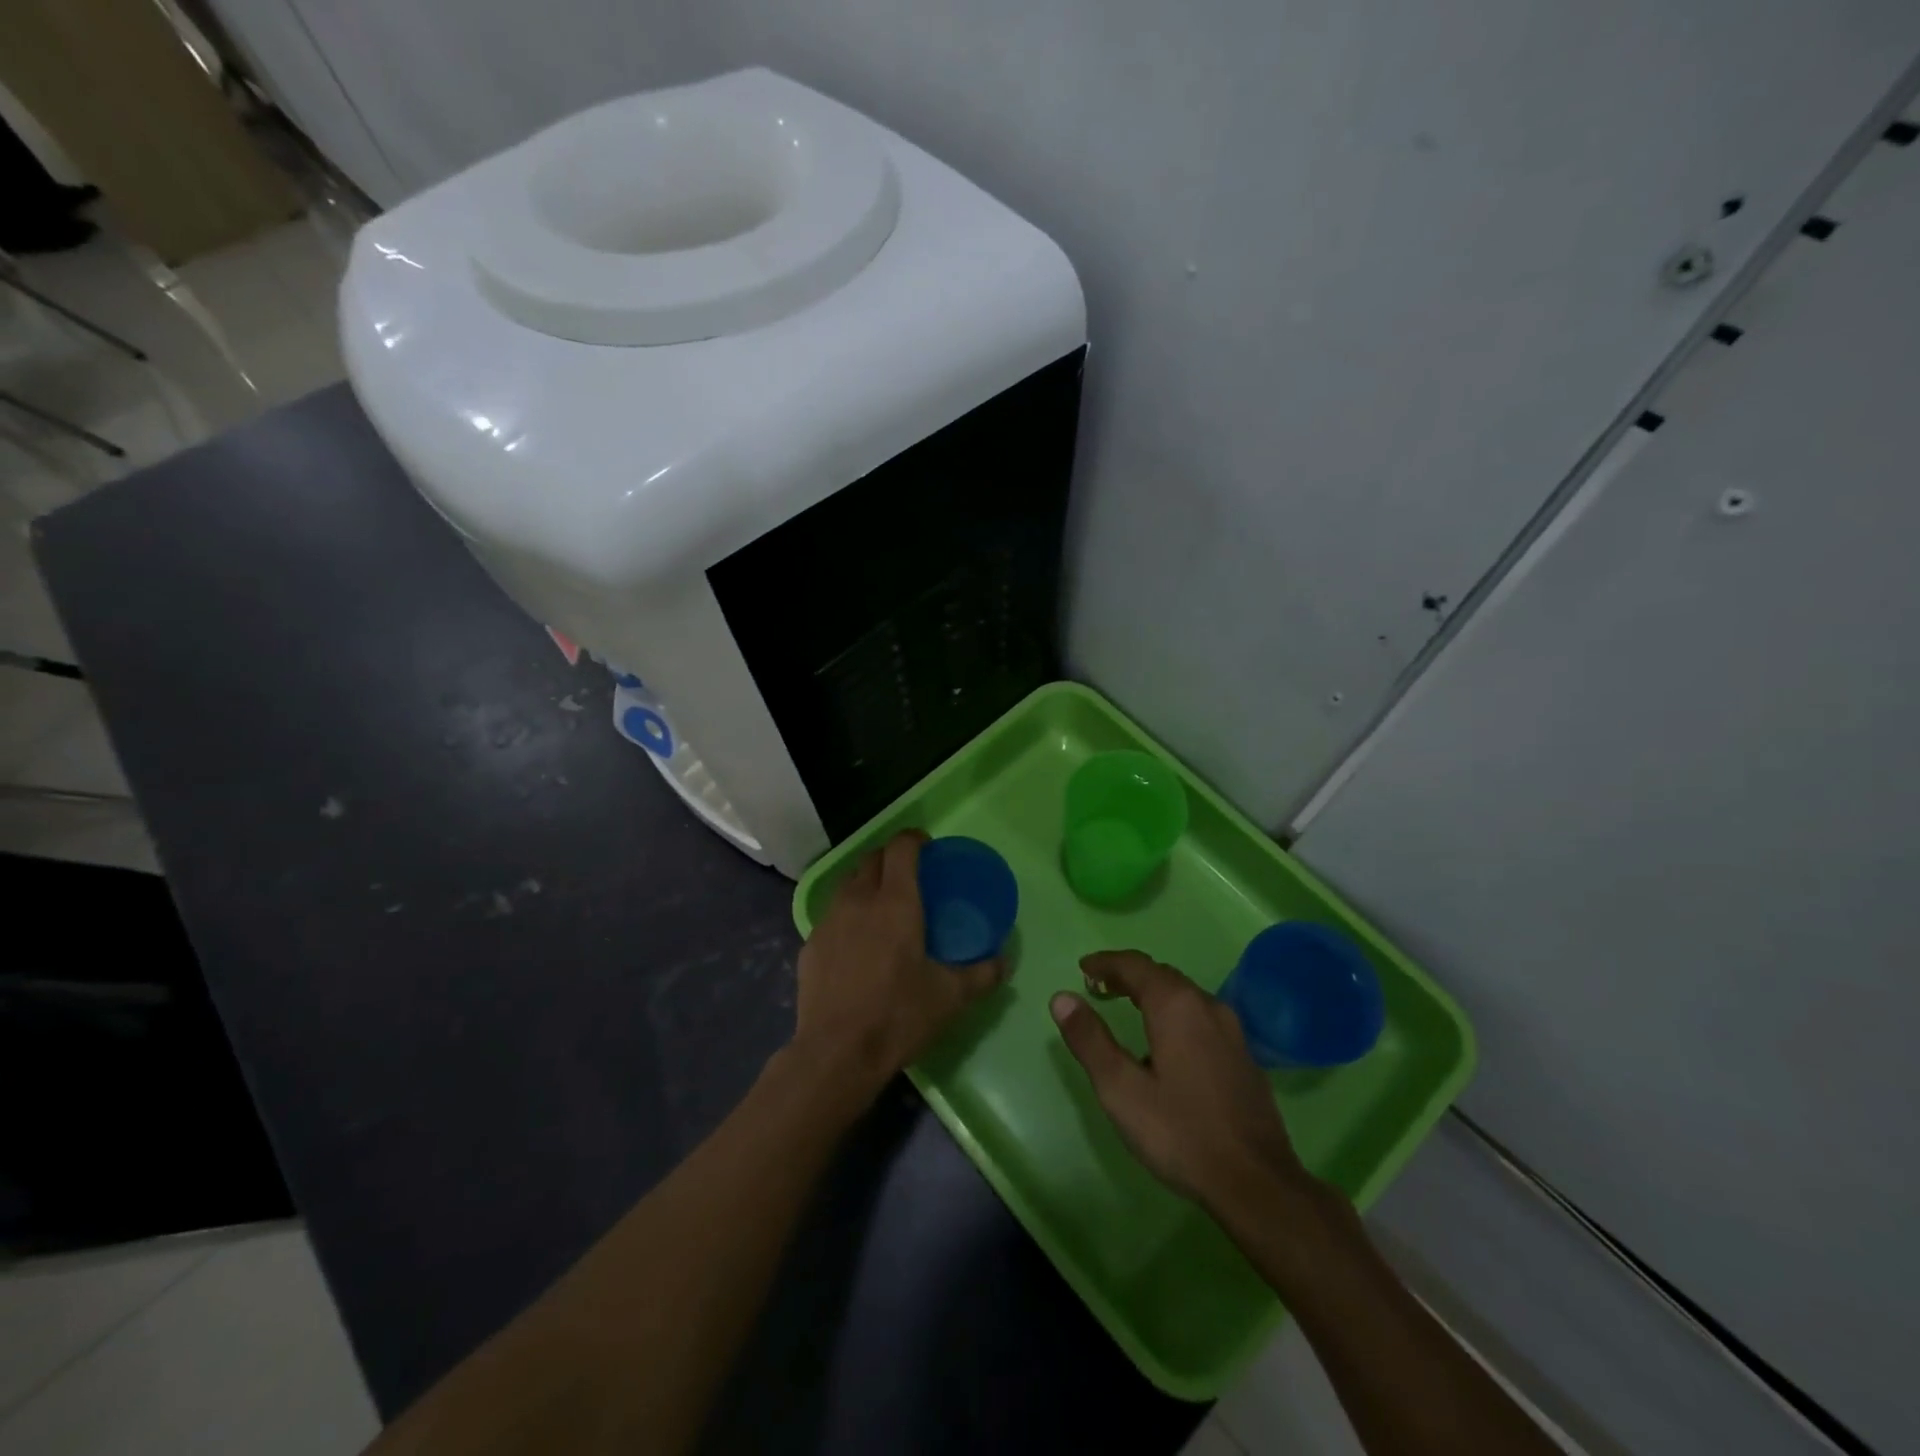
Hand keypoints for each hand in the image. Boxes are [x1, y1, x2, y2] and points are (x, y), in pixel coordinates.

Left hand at [790, 831, 1006, 1105]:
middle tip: (910, 876)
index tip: (928, 847)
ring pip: (848, 884)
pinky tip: (857, 944)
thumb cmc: (898, 1015)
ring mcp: (829, 921)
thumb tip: (1005, 961)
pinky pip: (832, 915)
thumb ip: (982, 974)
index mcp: (896, 902)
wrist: (836, 1053)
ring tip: (882, 906)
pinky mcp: (810, 944)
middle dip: (891, 857)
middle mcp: (859, 900)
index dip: (915, 838)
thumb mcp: (950, 997)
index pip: (901, 847)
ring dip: (867, 883)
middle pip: (872, 858)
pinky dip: (848, 916)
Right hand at [1050, 951, 1323, 1219]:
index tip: (1082, 968)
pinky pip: (1200, 1015)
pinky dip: (1174, 1012)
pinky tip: (1165, 1042)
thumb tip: (1062, 998)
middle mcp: (1206, 1005)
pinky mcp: (1243, 1054)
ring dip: (1152, 992)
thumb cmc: (1180, 1132)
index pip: (1134, 965)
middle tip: (1098, 986)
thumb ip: (1090, 1040)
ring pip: (1183, 994)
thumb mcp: (1121, 1089)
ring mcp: (1231, 1029)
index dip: (1105, 963)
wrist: (1257, 1183)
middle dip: (1127, 975)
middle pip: (1161, 975)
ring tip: (1127, 1008)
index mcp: (1175, 1005)